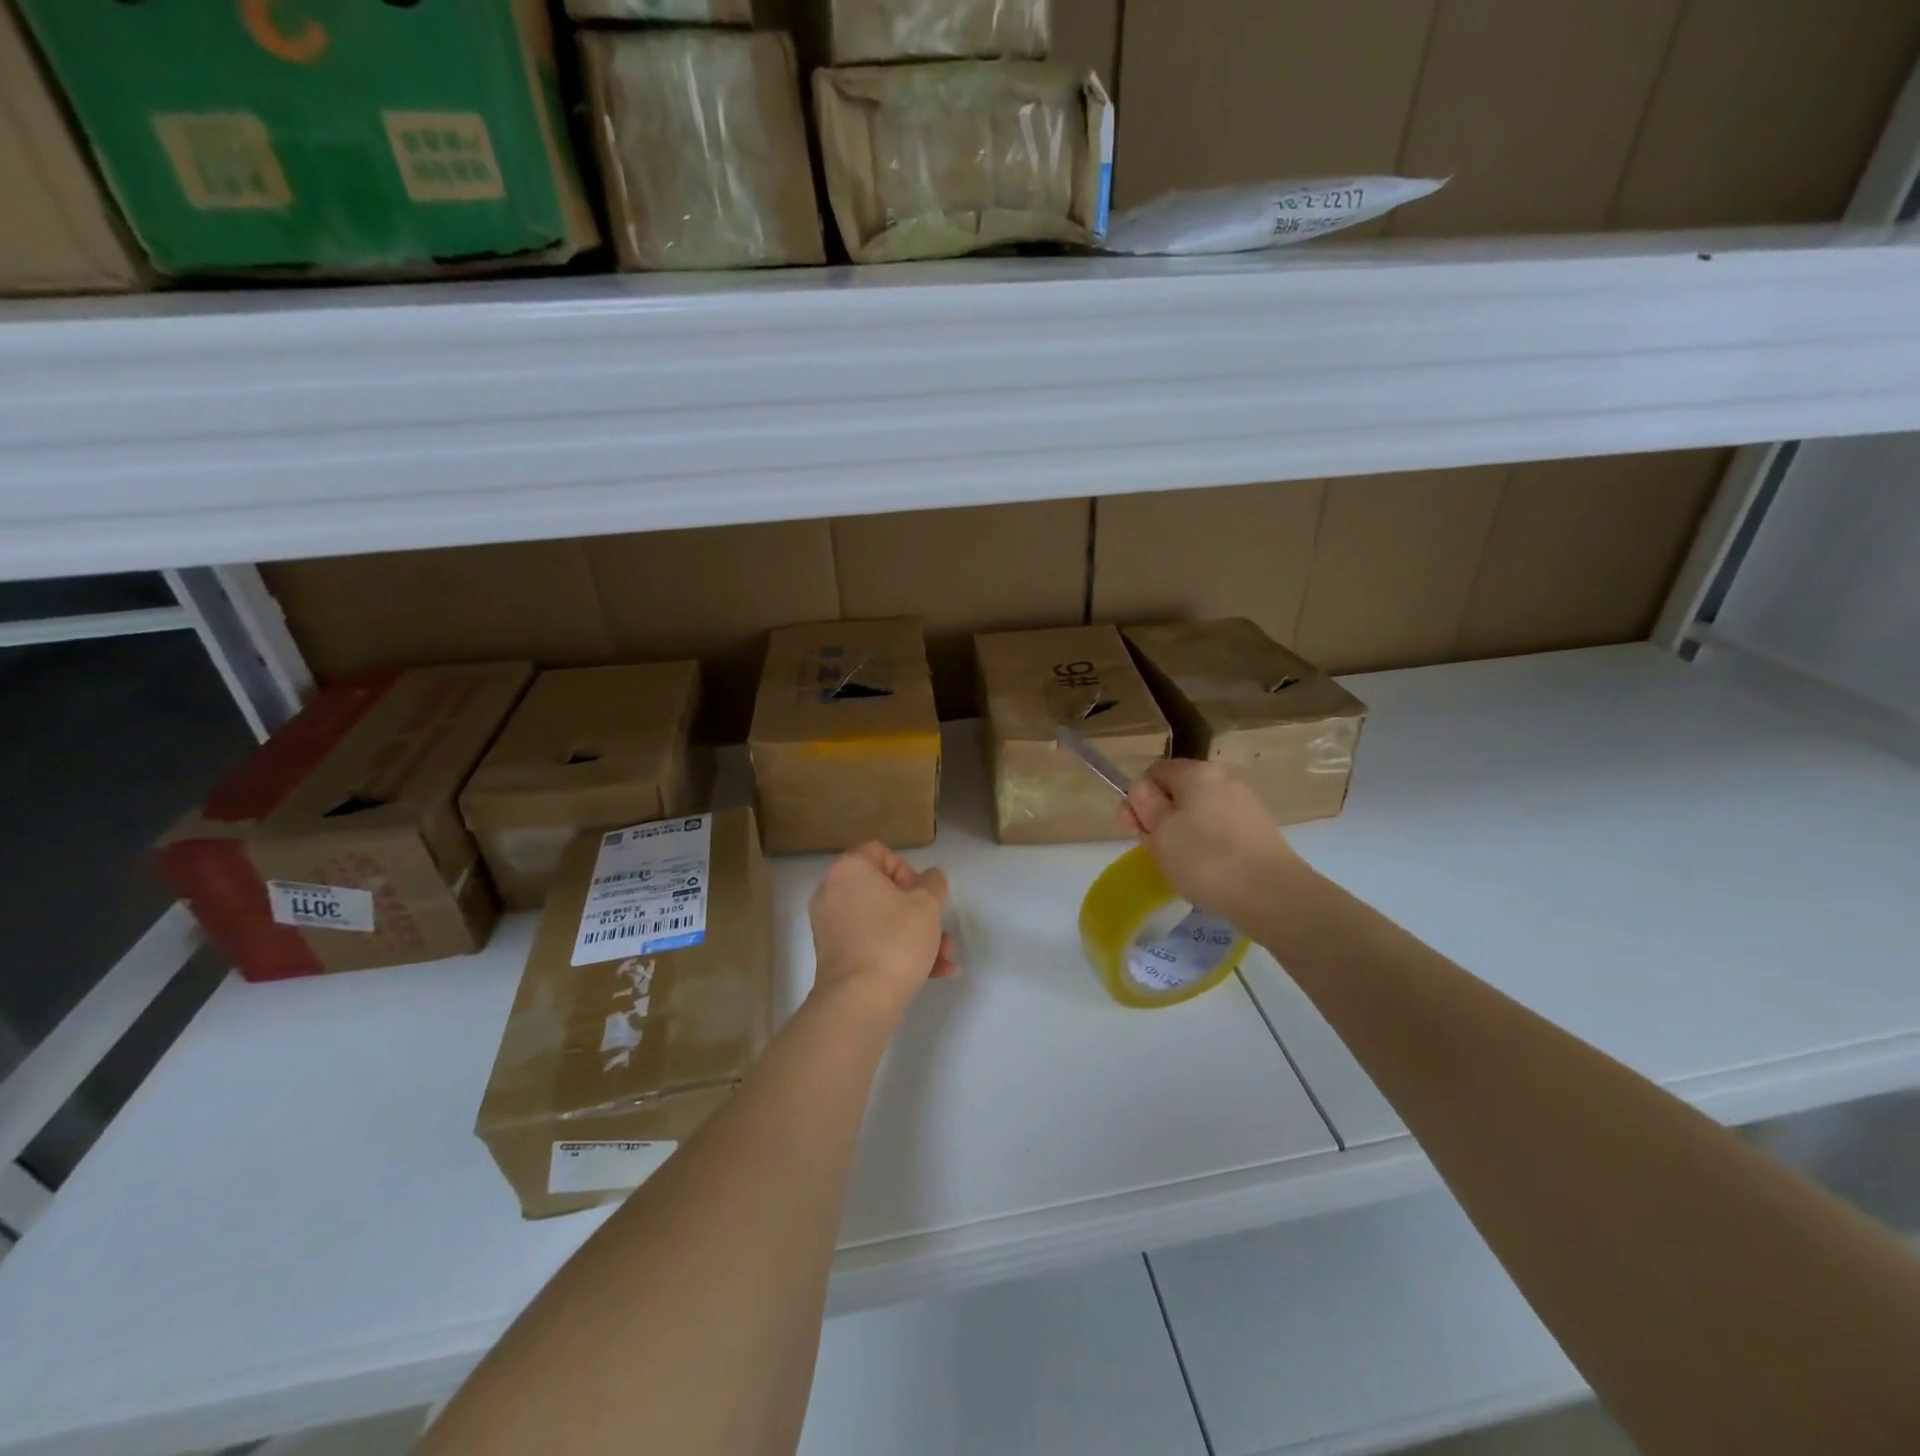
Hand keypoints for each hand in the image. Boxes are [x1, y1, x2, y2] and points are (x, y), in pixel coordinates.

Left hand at [808, 842, 957, 1022]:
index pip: (881, 853)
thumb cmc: (895, 940)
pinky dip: (897, 953)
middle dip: (919, 912)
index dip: (909, 871)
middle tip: (939, 930)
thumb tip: (929, 878)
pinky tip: (932, 973)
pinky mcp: (834, 957)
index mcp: (849, 870)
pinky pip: (870, 943)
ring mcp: (829, 926)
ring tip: (944, 959)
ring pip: (881, 922)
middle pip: (883, 891)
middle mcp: (832, 892)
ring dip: (915, 936)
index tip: (924, 896)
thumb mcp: (927, 905)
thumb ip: (933, 883)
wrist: (860, 1001)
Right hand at [1120, 759, 1305, 923]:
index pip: (1154, 772)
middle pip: (1178, 794)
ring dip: (1181, 836)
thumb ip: (1145, 805)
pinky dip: (1207, 848)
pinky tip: (1207, 873)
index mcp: (1197, 773)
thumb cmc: (1205, 858)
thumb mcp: (1160, 831)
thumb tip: (1142, 788)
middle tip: (1154, 851)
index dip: (1137, 798)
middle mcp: (1224, 781)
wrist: (1272, 895)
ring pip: (1199, 815)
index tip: (1132, 829)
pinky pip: (1220, 833)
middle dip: (1159, 819)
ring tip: (1179, 867)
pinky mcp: (1260, 834)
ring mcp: (1246, 807)